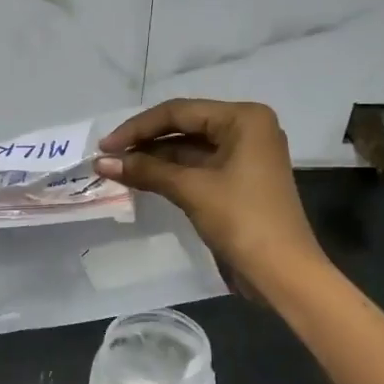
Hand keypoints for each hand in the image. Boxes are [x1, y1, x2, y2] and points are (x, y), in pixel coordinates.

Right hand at [96, 99, 323, 290]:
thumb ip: (146, 170)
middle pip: (184, 126)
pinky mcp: (237, 181)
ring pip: (188, 148)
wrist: (282, 272)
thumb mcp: (191, 190)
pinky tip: (140, 179)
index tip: (104, 146)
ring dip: (153, 159)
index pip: (179, 112)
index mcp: (244, 118)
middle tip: (106, 157)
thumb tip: (101, 162)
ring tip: (115, 169)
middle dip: (144, 142)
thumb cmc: (242, 220)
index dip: (138, 127)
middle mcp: (246, 129)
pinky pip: (196, 167)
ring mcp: (243, 156)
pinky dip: (169, 173)